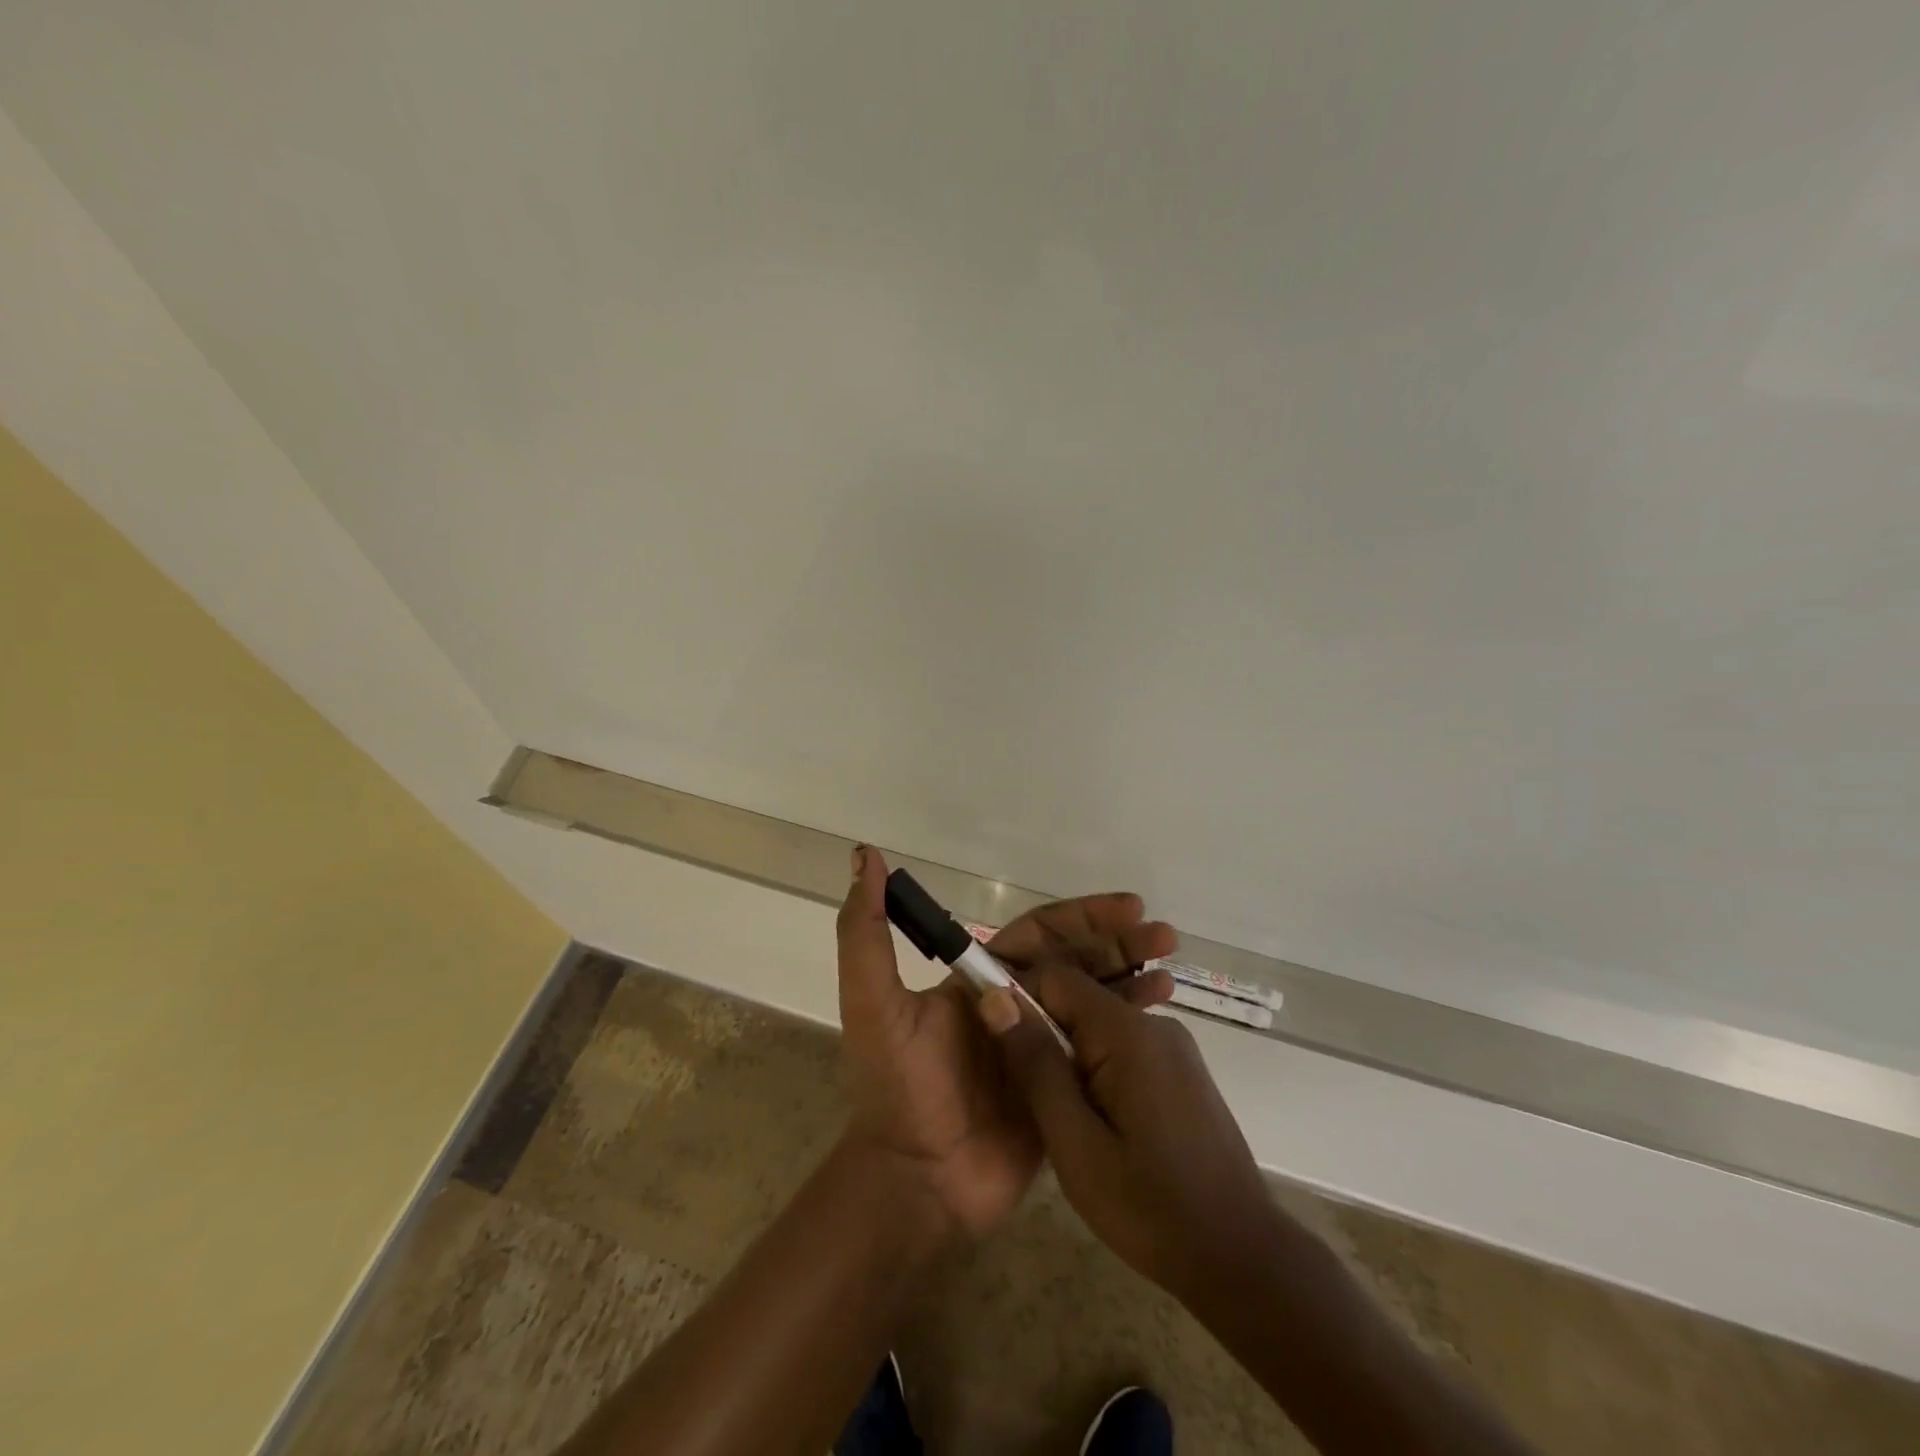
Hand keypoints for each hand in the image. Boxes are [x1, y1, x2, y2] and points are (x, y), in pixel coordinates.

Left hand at [836, 846, 1175, 1238]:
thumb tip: (866, 857)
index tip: (1127, 905)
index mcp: (981, 981)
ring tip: (1170, 966)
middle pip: (1076, 961)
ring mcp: (1042, 1048)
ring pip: (1094, 1000)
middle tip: (1164, 935)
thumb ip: (866, 931)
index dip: (1082, 916)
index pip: (1041, 933)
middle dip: (1117, 942)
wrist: (916, 1182)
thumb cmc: (897, 1087)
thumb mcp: (873, 1002)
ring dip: (1131, 977)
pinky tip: (1162, 1014)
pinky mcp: (1062, 1089)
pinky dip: (1130, 1027)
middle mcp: (1015, 1006)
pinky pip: (1101, 1050)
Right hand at [979, 960, 1274, 1298]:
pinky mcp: (1182, 1067)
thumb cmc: (1149, 1206)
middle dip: (1044, 1033)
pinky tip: (1097, 1118)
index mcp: (1126, 1031)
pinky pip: (1124, 1046)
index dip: (1018, 1000)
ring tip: (1061, 1115)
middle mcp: (1153, 1023)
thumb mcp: (1074, 1142)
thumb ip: (1035, 1065)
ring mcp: (1174, 1044)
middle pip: (1079, 998)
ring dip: (1071, 1056)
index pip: (1055, 977)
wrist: (1240, 1255)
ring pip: (1099, 1024)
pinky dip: (1098, 1068)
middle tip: (1028, 1094)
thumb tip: (996, 998)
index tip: (996, 1041)